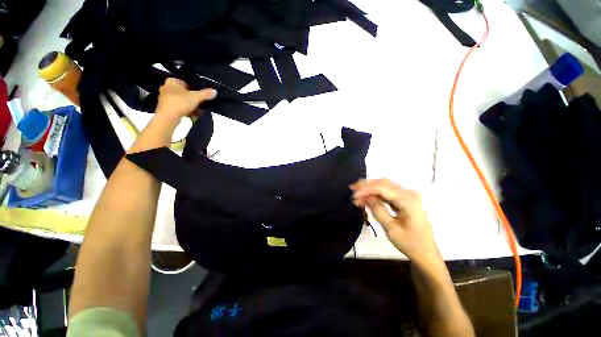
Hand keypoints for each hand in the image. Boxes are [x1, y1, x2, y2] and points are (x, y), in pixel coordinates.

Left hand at [155, 78, 216, 123]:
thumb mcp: (196, 97)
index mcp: (172, 81)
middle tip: (201, 104)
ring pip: (182, 101)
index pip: (185, 82)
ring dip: (190, 106)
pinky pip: (179, 108)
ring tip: (199, 112)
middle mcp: (166, 87)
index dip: (194, 89)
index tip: (200, 95)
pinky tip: (193, 116)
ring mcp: (165, 98)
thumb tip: (215, 91)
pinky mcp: (165, 108)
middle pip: (184, 93)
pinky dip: (186, 111)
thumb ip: (206, 94)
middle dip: (193, 99)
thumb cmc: (180, 102)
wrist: (168, 117)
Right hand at [351, 179, 438, 262]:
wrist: (426, 253)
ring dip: (370, 188)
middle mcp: (409, 193)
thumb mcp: (391, 228)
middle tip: (352, 189)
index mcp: (408, 200)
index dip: (366, 190)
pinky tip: (367, 197)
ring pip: (385, 185)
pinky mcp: (405, 200)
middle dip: (366, 185)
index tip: (353, 195)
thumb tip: (364, 197)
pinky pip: (388, 192)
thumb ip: (377, 210)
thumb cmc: (410, 243)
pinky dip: (376, 193)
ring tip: (357, 193)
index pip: (382, 188)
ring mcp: (408, 196)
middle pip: (383, 183)